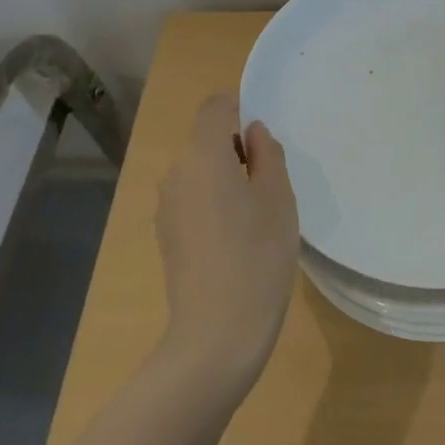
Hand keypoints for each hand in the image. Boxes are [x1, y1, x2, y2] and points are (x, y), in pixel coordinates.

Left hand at [155, 94, 299, 391]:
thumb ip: (267, 154)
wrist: (216, 336)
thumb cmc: (257, 256)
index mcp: (204, 156)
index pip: (214, 107)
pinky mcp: (166, 237)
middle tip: (272, 181)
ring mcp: (166, 207)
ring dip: (226, 179)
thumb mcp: (279, 198)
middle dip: (237, 149)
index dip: (240, 108)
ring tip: (257, 215)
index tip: (266, 137)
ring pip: (200, 172)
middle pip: (206, 141)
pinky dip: (214, 204)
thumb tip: (253, 134)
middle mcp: (176, 174)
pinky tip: (236, 240)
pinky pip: (192, 200)